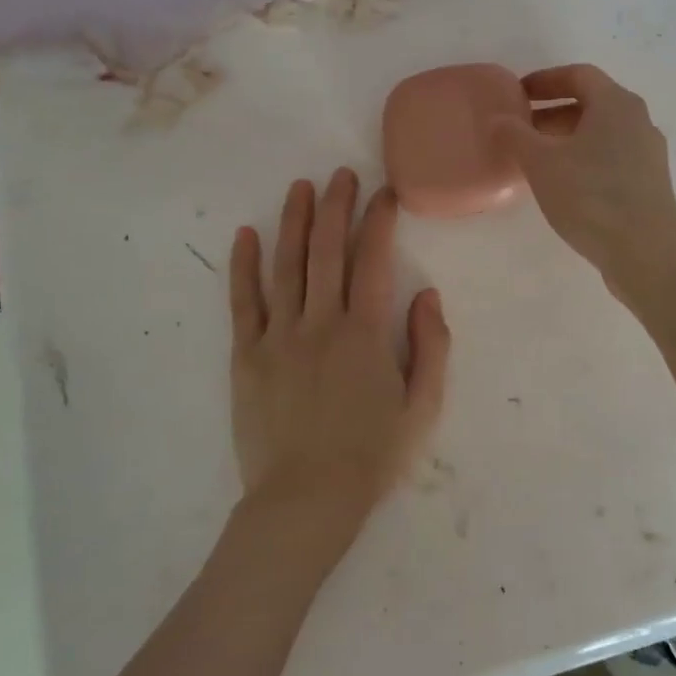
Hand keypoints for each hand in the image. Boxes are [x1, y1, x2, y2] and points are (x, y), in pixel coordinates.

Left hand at [228, 169, 450, 549]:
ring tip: (300, 187)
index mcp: (366, 333)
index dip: (379, 221)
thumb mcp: (423, 407)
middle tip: (341, 174)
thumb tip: (428, 294)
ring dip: (293, 222)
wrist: (306, 500)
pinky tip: (246, 235)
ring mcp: (279, 336)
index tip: (384, 194)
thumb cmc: (372, 456)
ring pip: (286, 266)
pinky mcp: (247, 355)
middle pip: (327, 251)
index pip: (374, 261)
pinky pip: (243, 302)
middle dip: (336, 206)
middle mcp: (321, 323)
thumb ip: (432, 346)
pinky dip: (244, 266)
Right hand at [491, 64, 675, 300]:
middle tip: (521, 129)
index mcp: (616, 104)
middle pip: (592, 103)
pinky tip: (565, 185)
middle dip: (553, 112)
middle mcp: (638, 121)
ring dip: (567, 138)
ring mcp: (648, 153)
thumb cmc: (591, 198)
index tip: (517, 94)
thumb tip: (498, 118)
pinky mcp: (650, 183)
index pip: (578, 75)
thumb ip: (516, 135)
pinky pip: (612, 157)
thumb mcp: (542, 164)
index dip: (545, 80)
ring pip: (602, 133)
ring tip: (537, 159)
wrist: (646, 254)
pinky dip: (584, 159)